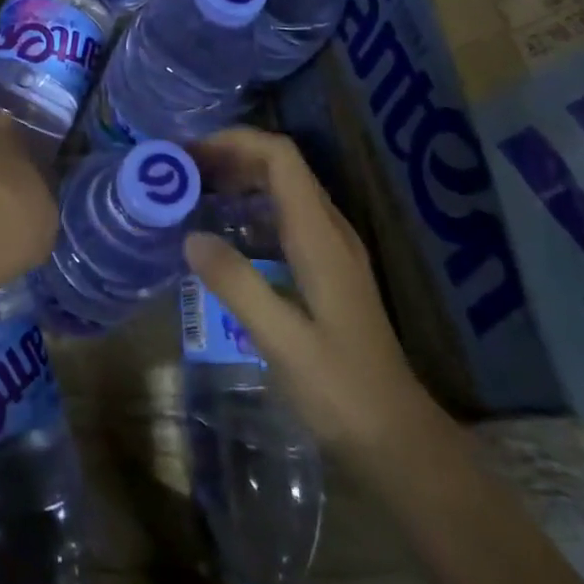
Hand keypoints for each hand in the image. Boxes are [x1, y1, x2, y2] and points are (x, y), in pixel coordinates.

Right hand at [186, 128, 421, 457]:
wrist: (399, 441)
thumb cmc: (341, 392)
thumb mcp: (282, 341)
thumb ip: (237, 285)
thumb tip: (191, 236)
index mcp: (320, 236)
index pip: (281, 157)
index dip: (235, 142)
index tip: (191, 155)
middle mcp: (330, 231)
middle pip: (282, 165)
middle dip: (231, 155)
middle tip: (184, 172)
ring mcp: (333, 249)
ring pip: (285, 188)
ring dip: (241, 177)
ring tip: (196, 191)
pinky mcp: (329, 270)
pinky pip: (287, 216)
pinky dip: (253, 206)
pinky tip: (227, 232)